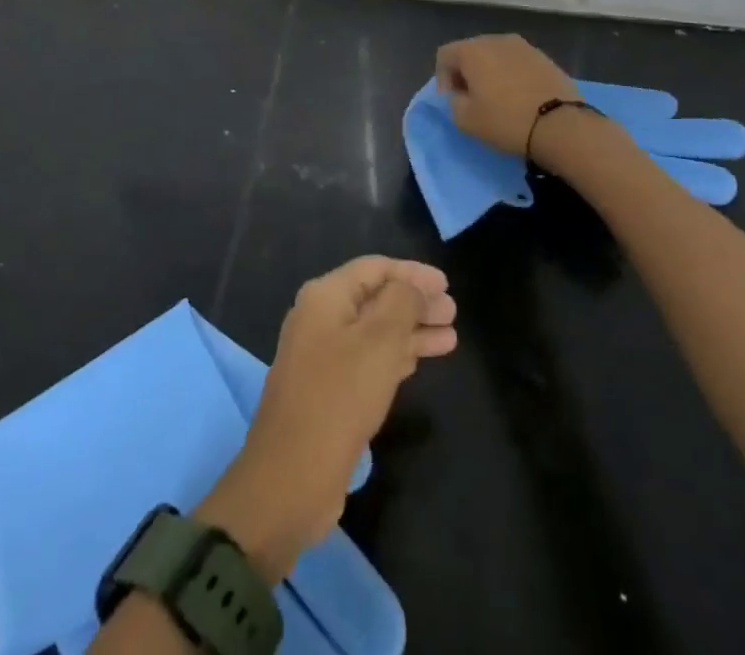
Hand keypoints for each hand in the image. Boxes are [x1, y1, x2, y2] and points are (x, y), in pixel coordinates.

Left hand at [200, 257, 456, 578]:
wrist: (291, 476)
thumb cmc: (339, 396)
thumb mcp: (379, 341)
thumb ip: (402, 303)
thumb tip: (413, 287)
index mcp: (325, 296)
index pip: (374, 268)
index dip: (412, 273)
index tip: (446, 284)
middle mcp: (319, 318)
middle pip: (375, 299)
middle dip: (415, 303)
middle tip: (453, 313)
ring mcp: (321, 356)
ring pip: (374, 332)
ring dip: (411, 331)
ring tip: (450, 338)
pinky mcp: (327, 390)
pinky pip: (367, 360)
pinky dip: (395, 356)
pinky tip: (418, 361)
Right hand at [435, 34, 579, 158]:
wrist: (561, 125)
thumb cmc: (506, 120)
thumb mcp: (466, 120)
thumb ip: (453, 102)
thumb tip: (460, 94)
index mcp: (472, 50)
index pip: (444, 55)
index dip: (442, 78)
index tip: (452, 100)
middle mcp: (496, 40)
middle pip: (470, 51)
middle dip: (466, 73)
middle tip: (471, 98)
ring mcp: (524, 46)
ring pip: (496, 55)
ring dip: (490, 72)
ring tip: (497, 98)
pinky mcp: (545, 57)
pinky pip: (517, 62)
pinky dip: (512, 75)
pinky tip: (519, 96)